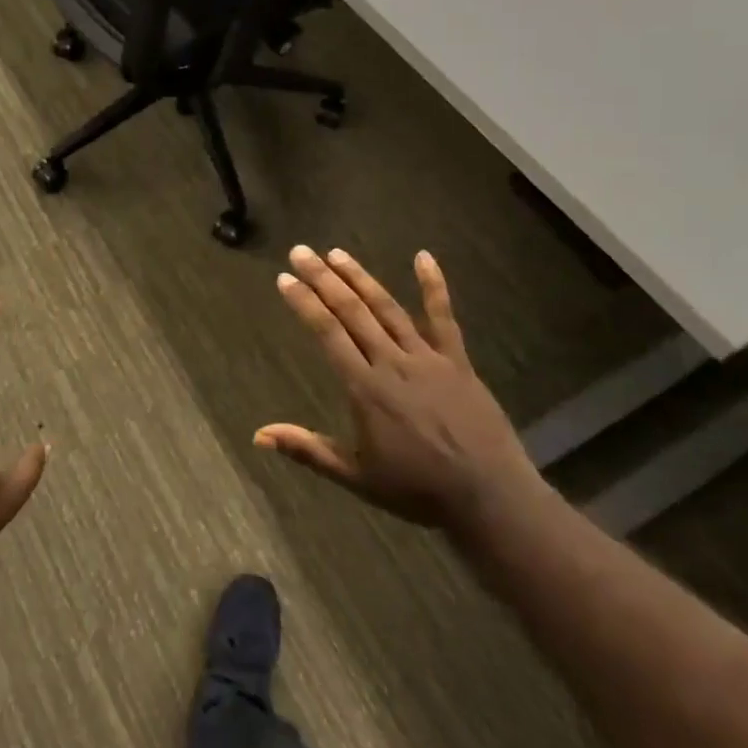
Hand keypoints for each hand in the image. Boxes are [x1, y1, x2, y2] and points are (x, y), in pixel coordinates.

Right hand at [259, 246, 547, 534]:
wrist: (488, 496)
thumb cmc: (417, 489)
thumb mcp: (356, 476)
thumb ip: (308, 450)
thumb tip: (259, 435)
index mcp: (365, 388)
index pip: (327, 334)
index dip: (304, 303)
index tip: (284, 278)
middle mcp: (392, 363)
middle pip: (352, 312)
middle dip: (323, 279)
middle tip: (301, 251)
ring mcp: (427, 358)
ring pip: (388, 308)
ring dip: (361, 278)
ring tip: (337, 253)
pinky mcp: (457, 361)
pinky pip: (444, 318)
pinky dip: (434, 286)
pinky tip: (424, 256)